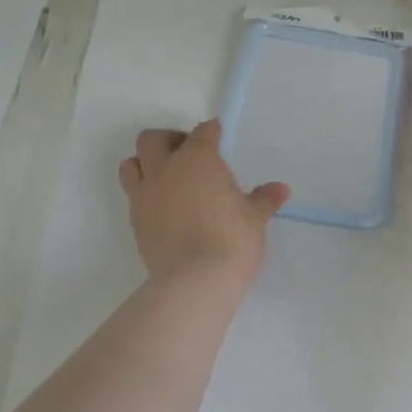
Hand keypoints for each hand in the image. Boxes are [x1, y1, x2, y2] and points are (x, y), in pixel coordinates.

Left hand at [119, 120, 289, 281]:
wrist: (195, 279)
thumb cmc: (232, 240)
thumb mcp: (254, 218)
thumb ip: (264, 200)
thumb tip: (281, 189)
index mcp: (197, 159)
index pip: (201, 133)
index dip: (210, 132)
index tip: (216, 135)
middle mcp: (165, 170)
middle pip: (153, 139)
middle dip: (168, 140)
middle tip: (186, 153)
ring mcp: (145, 195)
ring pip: (131, 164)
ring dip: (144, 163)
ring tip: (164, 176)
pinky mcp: (135, 221)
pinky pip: (133, 196)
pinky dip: (144, 194)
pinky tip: (162, 207)